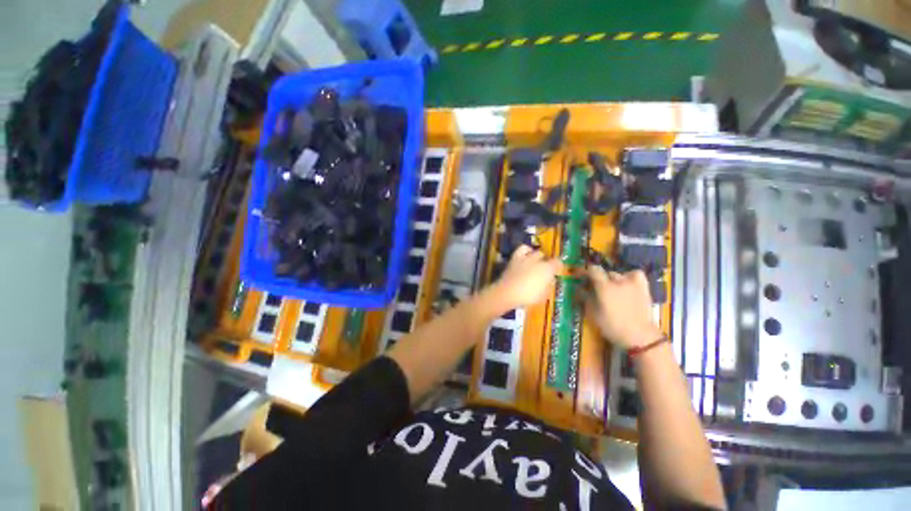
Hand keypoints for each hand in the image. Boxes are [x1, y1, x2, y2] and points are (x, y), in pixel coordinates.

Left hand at [489, 245, 560, 309]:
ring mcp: (526, 257)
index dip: (558, 266)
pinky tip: (526, 255)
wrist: (508, 292)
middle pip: (546, 257)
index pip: (558, 262)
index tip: (557, 271)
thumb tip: (550, 280)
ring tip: (536, 262)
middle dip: (546, 262)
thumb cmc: (528, 297)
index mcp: (547, 269)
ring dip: (537, 257)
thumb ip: (548, 285)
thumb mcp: (543, 295)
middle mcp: (538, 260)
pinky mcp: (515, 257)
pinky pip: (522, 249)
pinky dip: (526, 250)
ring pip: (536, 252)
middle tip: (544, 270)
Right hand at [583, 266, 661, 348]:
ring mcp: (633, 283)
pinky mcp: (644, 287)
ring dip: (612, 280)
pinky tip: (627, 283)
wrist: (640, 337)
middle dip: (599, 279)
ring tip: (612, 289)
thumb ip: (585, 297)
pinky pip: (635, 275)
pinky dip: (629, 276)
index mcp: (604, 287)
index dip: (585, 271)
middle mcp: (618, 281)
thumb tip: (579, 288)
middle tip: (596, 288)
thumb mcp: (593, 314)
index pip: (593, 269)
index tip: (580, 275)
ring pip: (619, 275)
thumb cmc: (613, 327)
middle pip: (605, 273)